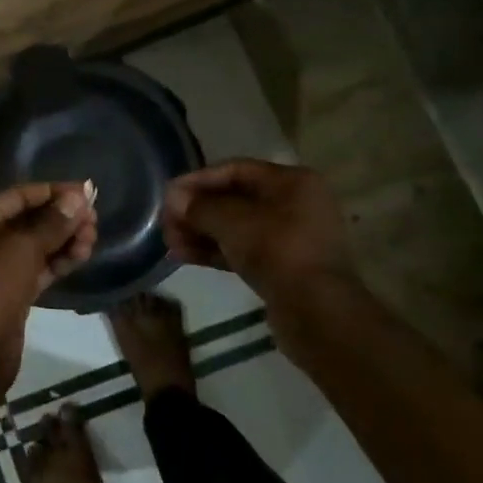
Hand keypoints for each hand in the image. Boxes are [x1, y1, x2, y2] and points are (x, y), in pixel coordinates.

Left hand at [0, 183, 96, 379]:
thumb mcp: (24, 247)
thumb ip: (54, 222)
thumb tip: (79, 196)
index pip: (18, 195)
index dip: (53, 191)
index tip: (86, 191)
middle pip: (27, 220)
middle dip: (61, 218)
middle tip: (95, 220)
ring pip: (34, 246)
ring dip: (64, 240)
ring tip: (93, 238)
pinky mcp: (8, 292)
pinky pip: (35, 268)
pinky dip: (57, 261)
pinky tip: (82, 255)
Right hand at [162, 159, 354, 302]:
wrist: (317, 312)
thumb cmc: (277, 251)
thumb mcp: (232, 221)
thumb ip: (199, 206)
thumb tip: (173, 197)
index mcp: (292, 181)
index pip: (235, 170)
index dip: (198, 180)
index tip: (168, 194)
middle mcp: (295, 203)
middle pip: (234, 199)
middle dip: (197, 211)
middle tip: (166, 223)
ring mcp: (291, 237)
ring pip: (236, 227)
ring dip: (201, 232)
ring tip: (170, 243)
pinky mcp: (283, 266)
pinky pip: (243, 249)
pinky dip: (215, 250)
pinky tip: (184, 256)